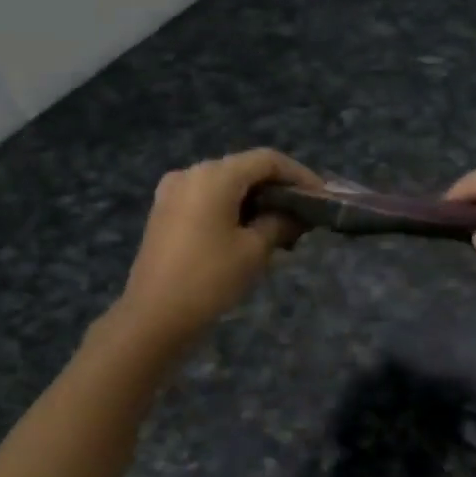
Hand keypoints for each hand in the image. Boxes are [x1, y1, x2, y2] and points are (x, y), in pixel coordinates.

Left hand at [117, 148, 320, 346]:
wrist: (154, 316)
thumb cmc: (210, 279)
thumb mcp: (254, 250)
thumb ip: (280, 223)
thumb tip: (295, 215)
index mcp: (214, 175)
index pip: (267, 160)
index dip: (299, 175)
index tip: (321, 197)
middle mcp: (191, 173)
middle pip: (245, 170)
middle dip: (277, 189)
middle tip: (305, 214)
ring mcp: (173, 192)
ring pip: (226, 185)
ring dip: (256, 201)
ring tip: (282, 228)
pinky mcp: (165, 213)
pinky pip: (207, 200)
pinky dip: (233, 209)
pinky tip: (250, 233)